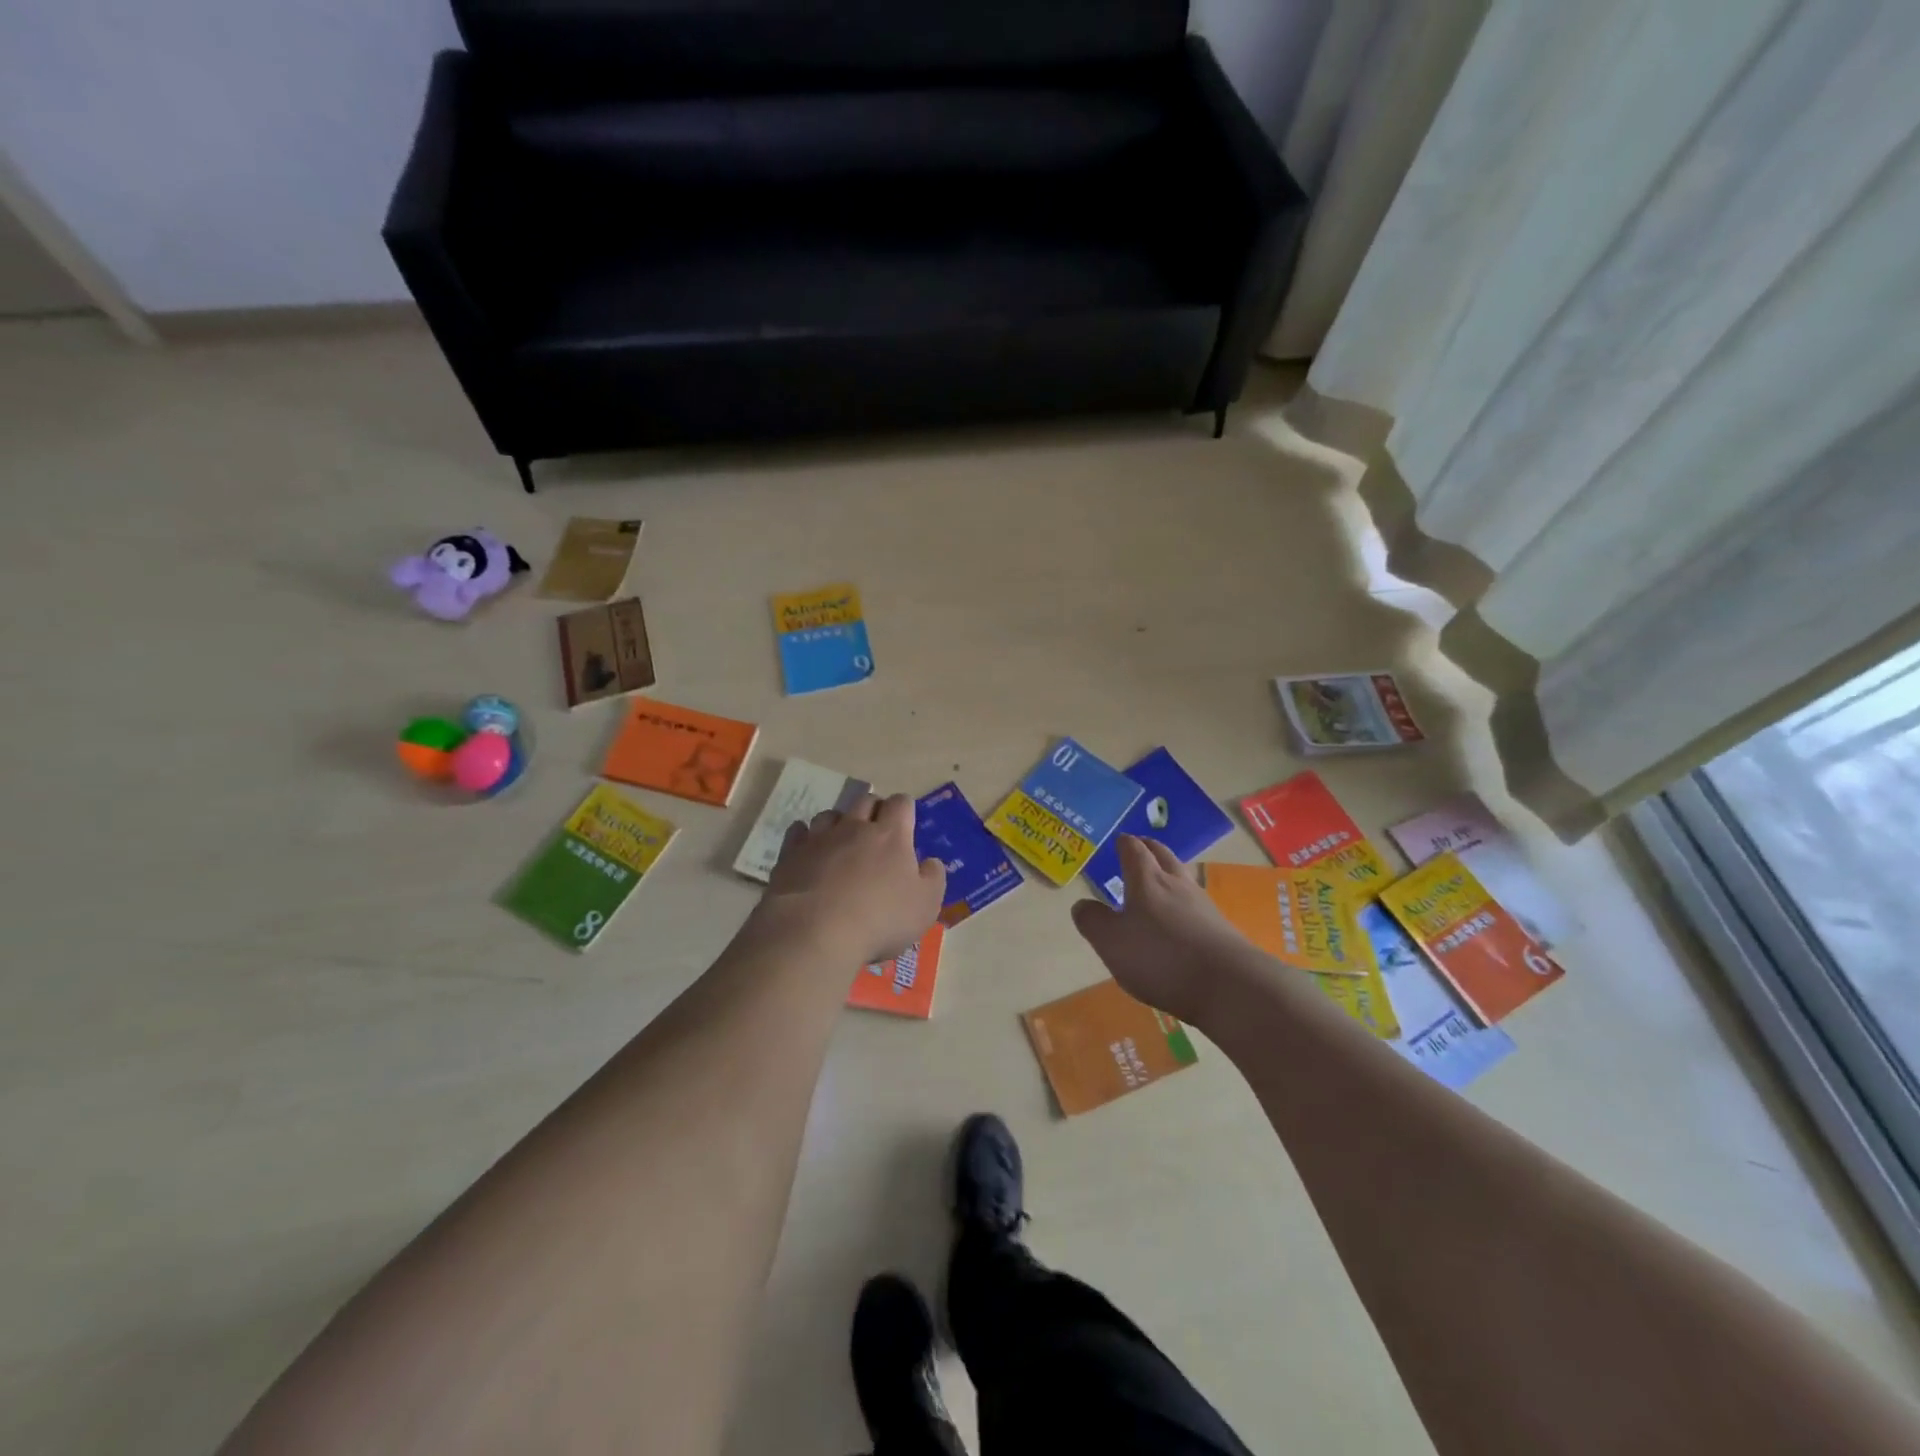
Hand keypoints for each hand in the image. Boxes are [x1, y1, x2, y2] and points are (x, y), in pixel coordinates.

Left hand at [763, 793, 945, 965]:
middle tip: (877, 831)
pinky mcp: (790, 854)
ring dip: (839, 822)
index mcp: (891, 835)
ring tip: (842, 841)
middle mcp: (855, 827)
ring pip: (830, 814)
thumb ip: (932, 878)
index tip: (906, 822)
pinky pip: (798, 832)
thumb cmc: (880, 919)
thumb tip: (931, 862)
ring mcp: (820, 838)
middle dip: (873, 809)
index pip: (901, 803)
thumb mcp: (925, 906)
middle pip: (865, 801)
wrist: (815, 931)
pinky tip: (809, 849)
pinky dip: (805, 836)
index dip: (904, 808)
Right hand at [1071, 837, 1246, 1023]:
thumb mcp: (1112, 942)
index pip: (1134, 850)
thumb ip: (1093, 921)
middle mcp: (1177, 885)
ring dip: (1169, 875)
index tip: (1119, 840)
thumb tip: (1082, 905)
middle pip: (1164, 856)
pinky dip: (1183, 905)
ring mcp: (1204, 906)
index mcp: (1147, 881)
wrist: (1230, 986)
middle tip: (1139, 848)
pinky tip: (1179, 922)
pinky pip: (1196, 907)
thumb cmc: (1161, 957)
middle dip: (1149, 849)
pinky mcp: (1221, 930)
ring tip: (1158, 883)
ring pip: (1183, 879)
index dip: (1125, 844)